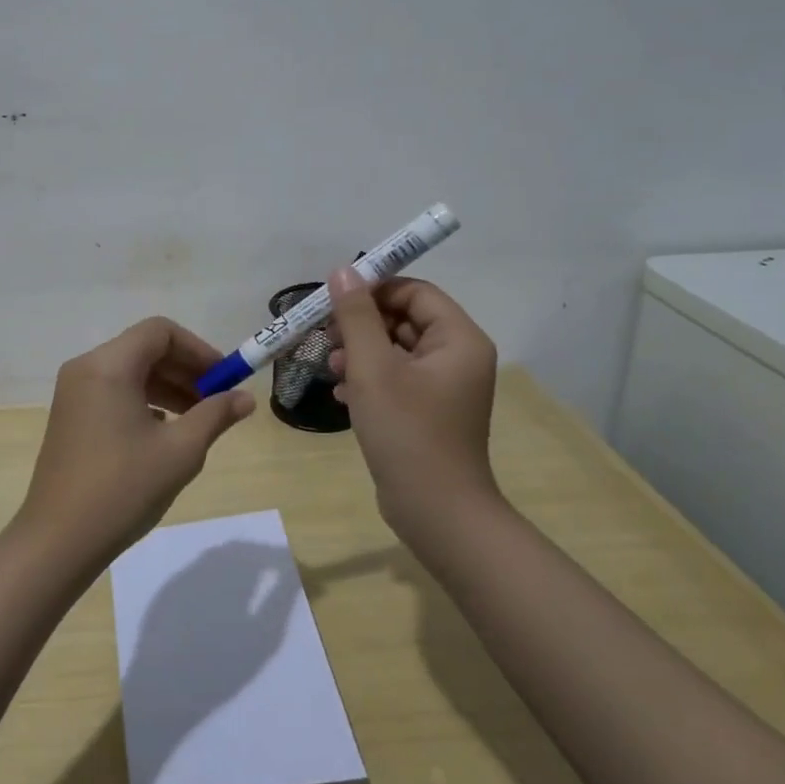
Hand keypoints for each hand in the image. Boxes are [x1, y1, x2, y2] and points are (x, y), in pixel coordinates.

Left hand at [19, 317, 254, 568]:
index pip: (160, 332)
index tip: (225, 378)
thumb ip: (215, 415)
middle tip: (218, 399)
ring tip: (199, 418)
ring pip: (130, 372)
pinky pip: (114, 392)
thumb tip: (246, 398)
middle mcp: (86, 368)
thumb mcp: (180, 451)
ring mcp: (73, 393)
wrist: (58, 541)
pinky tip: (164, 432)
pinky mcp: (70, 417)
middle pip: (144, 348)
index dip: (198, 349)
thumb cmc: (123, 488)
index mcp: (108, 366)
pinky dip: (144, 401)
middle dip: (185, 369)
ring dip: (167, 387)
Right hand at [327, 269, 501, 545]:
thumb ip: (356, 316)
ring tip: (330, 367)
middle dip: (362, 324)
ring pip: (396, 350)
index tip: (334, 299)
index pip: (414, 291)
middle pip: (404, 318)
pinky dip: (369, 379)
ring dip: (361, 352)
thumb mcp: (373, 368)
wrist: (436, 512)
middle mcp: (458, 357)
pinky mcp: (429, 412)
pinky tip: (341, 394)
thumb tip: (344, 271)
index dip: (374, 289)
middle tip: (326, 335)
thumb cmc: (407, 431)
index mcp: (458, 339)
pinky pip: (397, 379)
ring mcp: (445, 387)